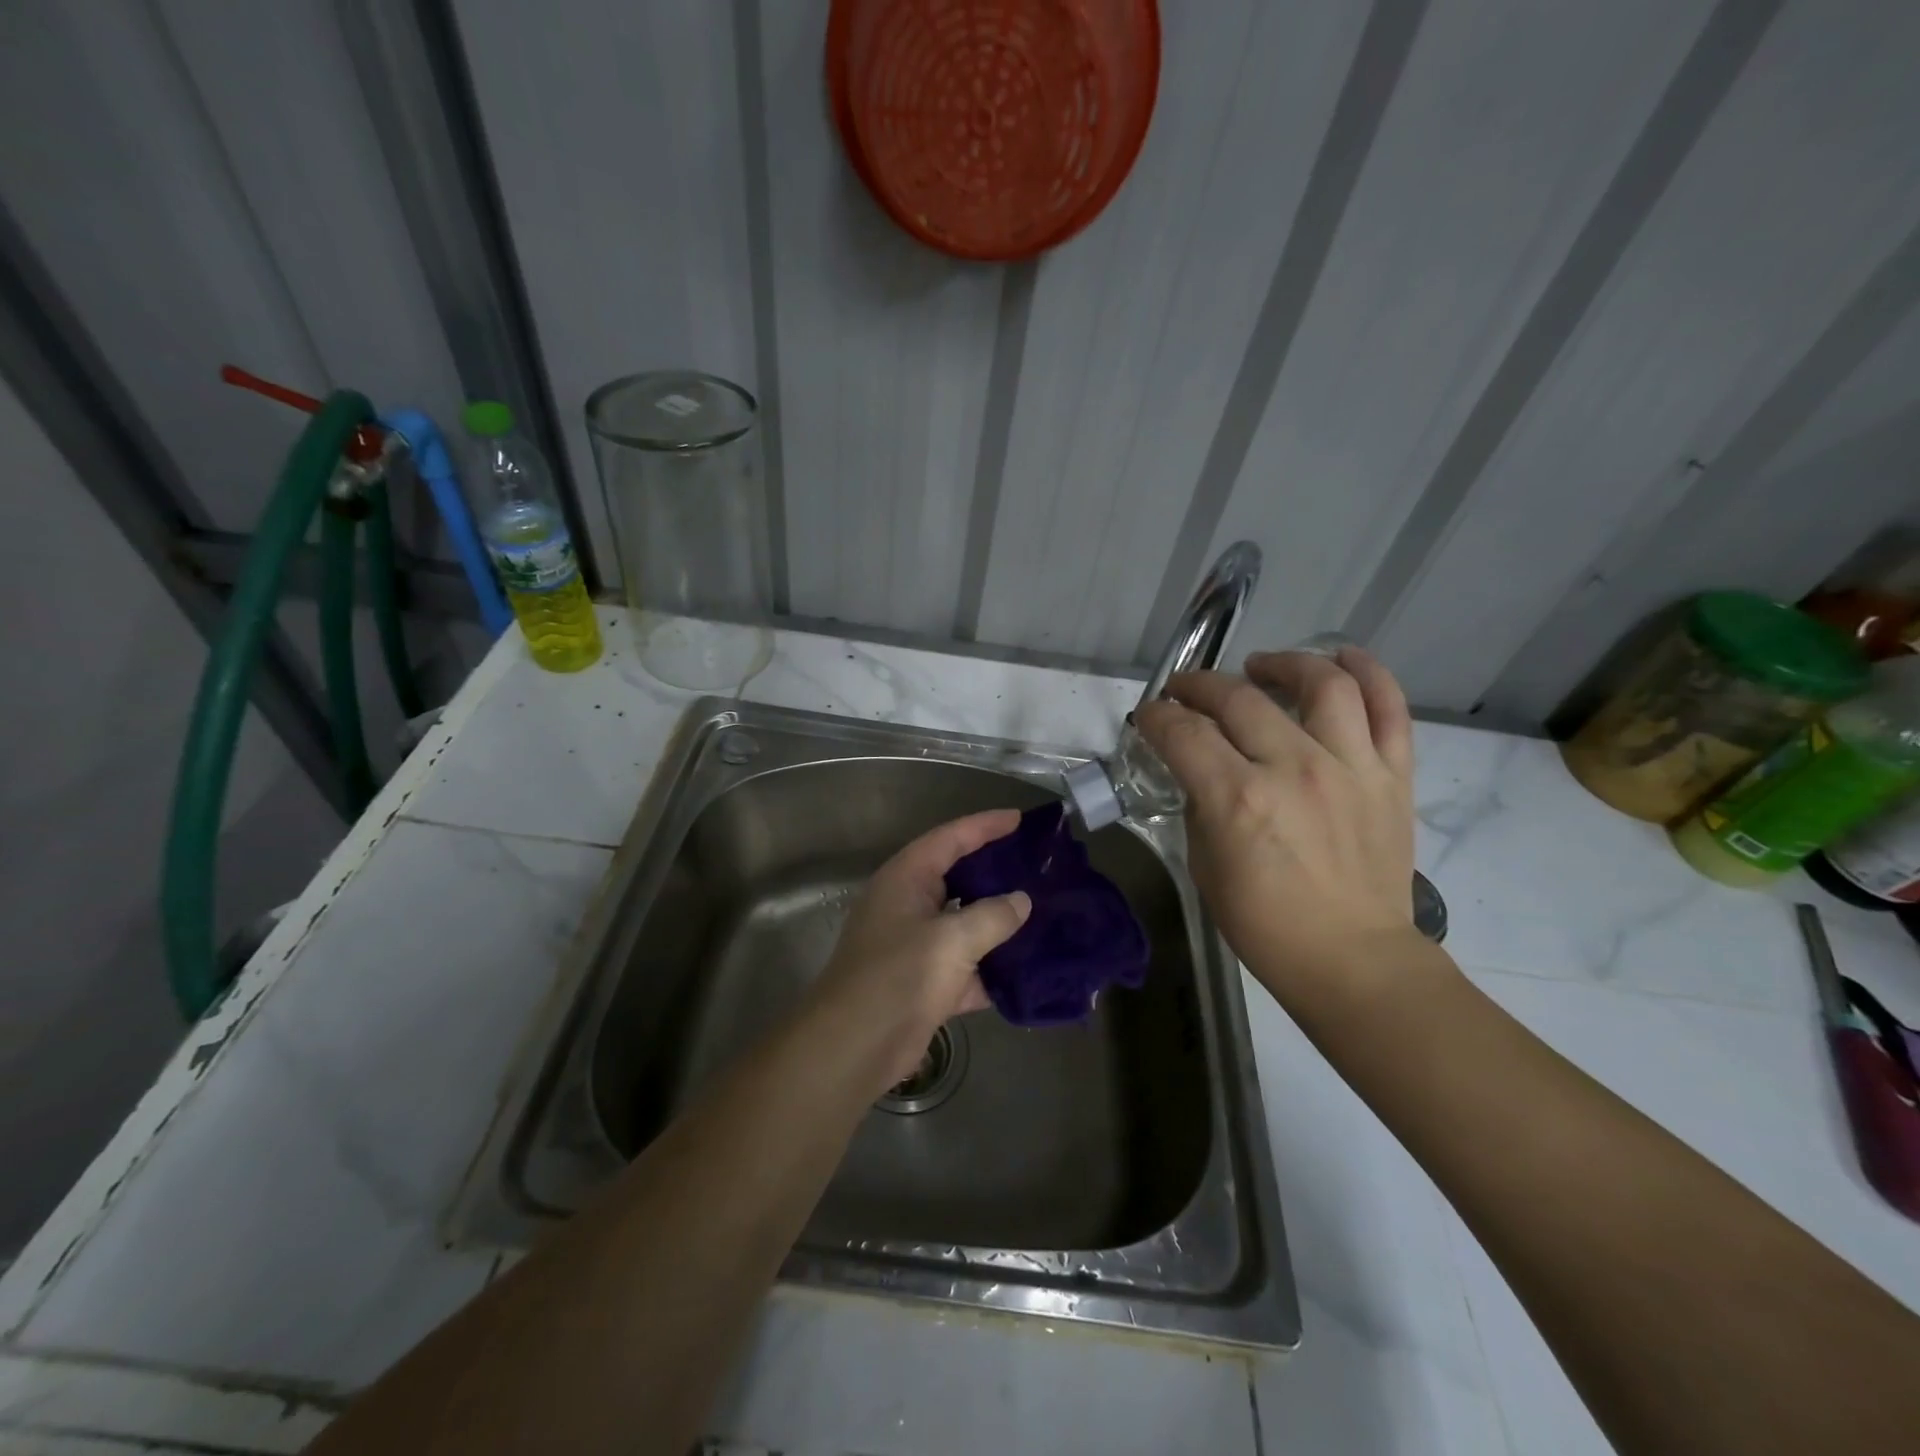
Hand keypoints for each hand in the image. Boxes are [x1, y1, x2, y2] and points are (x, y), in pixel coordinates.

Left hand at [805, 810, 1031, 1092]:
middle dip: (996, 872)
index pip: (950, 838)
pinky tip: (1029, 969)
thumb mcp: (952, 939)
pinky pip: (967, 965)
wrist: (855, 1046)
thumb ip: (993, 915)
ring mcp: (916, 945)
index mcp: (906, 879)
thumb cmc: (900, 976)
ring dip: (999, 921)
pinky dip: (993, 967)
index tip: (1021, 820)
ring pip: (965, 923)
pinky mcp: (925, 982)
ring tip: (1043, 911)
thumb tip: (1021, 900)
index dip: (985, 826)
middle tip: (1038, 865)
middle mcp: (909, 904)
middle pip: (958, 877)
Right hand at [1134, 647, 1418, 999]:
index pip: (1184, 732)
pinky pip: (1388, 708)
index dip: (1158, 716)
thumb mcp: (1205, 865)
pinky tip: (1341, 658)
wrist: (1353, 959)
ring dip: (1283, 664)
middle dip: (1200, 686)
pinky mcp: (1391, 775)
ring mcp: (1350, 767)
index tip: (1150, 715)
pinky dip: (1368, 673)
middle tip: (1186, 692)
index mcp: (1238, 799)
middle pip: (1239, 698)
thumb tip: (1200, 770)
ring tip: (1262, 668)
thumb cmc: (1265, 924)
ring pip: (1321, 683)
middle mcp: (1294, 769)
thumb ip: (1200, 805)